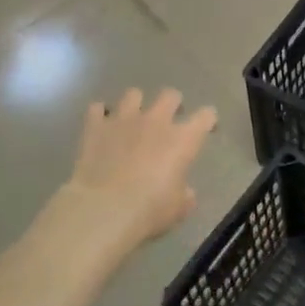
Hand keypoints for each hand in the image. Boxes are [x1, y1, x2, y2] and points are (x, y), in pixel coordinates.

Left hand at [57, 88, 216, 253]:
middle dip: (172, 105)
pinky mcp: (95, 126)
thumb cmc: (149, 211)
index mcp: (183, 139)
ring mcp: (123, 119)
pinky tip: (100, 126)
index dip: (208, 120)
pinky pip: (97, 108)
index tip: (207, 129)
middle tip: (168, 121)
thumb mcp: (177, 209)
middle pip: (171, 95)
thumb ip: (185, 195)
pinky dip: (100, 115)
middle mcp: (156, 121)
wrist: (103, 210)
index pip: (206, 116)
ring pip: (133, 94)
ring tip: (131, 121)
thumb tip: (186, 192)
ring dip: (135, 105)